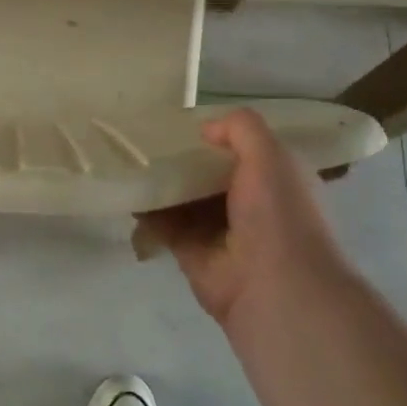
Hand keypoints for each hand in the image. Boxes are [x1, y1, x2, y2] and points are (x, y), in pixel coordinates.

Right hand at [134, 109, 346, 325]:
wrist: (276, 288)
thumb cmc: (279, 214)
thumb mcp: (270, 154)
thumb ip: (241, 128)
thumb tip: (205, 129)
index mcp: (274, 180)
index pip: (242, 150)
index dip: (217, 134)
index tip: (183, 117)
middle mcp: (248, 204)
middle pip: (207, 173)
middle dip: (182, 157)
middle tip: (146, 134)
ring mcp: (218, 231)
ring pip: (183, 198)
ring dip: (160, 182)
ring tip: (128, 156)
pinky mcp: (191, 252)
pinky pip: (164, 224)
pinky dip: (146, 210)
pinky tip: (126, 189)